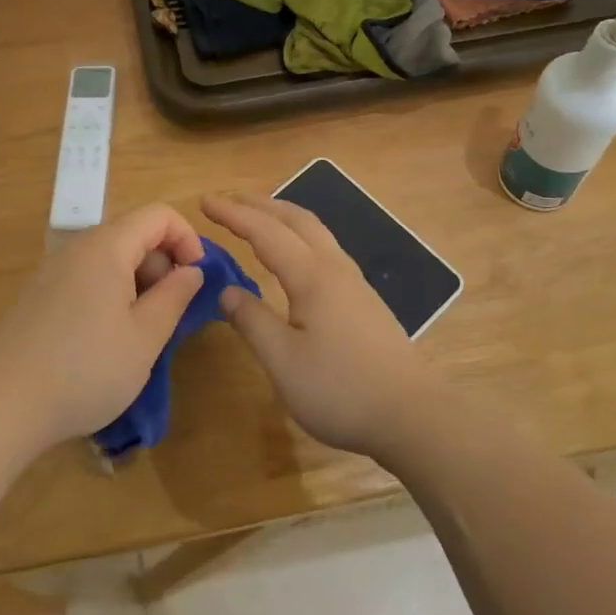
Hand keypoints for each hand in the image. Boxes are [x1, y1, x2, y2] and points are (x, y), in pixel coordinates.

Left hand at [0, 204, 205, 448]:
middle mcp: (78, 247)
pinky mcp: (39, 295)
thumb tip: (191, 271)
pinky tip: (108, 339)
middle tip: (171, 313)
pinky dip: (111, 294)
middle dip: (164, 264)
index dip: (187, 238)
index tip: (196, 278)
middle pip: (134, 234)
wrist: (1, 405)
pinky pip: (88, 277)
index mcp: (107, 247)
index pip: (158, 215)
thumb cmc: (85, 369)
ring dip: (138, 283)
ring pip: (111, 258)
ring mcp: (54, 270)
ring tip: (142, 331)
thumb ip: (175, 297)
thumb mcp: (145, 338)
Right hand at [202, 192, 438, 458]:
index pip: (265, 232)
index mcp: (312, 276)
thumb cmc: (341, 389)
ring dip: (283, 217)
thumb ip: (252, 321)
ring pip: (315, 232)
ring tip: (258, 219)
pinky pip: (325, 249)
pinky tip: (295, 258)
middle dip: (260, 205)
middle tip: (228, 201)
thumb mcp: (283, 361)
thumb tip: (227, 291)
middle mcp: (335, 267)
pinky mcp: (364, 300)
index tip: (204, 200)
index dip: (233, 214)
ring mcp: (355, 282)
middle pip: (296, 219)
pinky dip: (300, 236)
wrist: (411, 414)